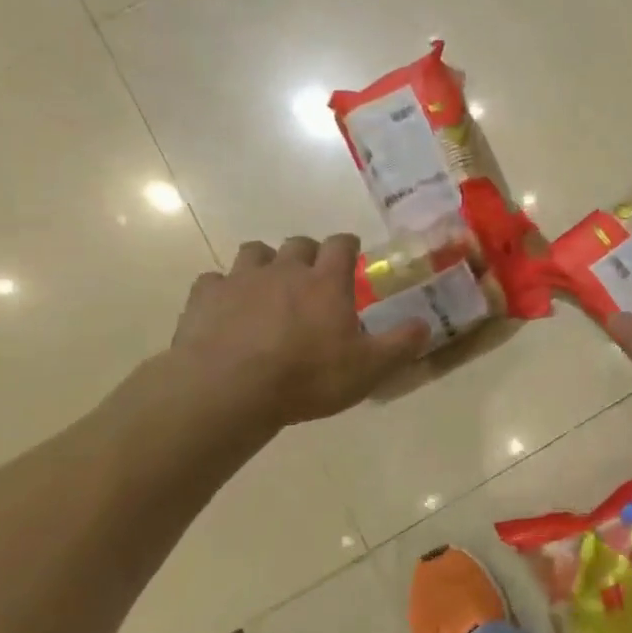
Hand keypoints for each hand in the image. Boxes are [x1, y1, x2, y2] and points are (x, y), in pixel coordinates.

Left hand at [168, 235, 428, 432]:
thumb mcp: (368, 368)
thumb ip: (400, 344)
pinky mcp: (205, 297)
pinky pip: (214, 281)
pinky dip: (223, 290)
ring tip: (268, 286)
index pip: (341, 244)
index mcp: (326, 282)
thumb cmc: (308, 377)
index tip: (351, 252)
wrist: (230, 388)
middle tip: (312, 276)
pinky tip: (226, 309)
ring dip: (265, 263)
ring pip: (255, 253)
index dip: (348, 245)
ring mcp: (241, 279)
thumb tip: (426, 325)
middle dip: (308, 254)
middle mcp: (285, 269)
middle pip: (298, 244)